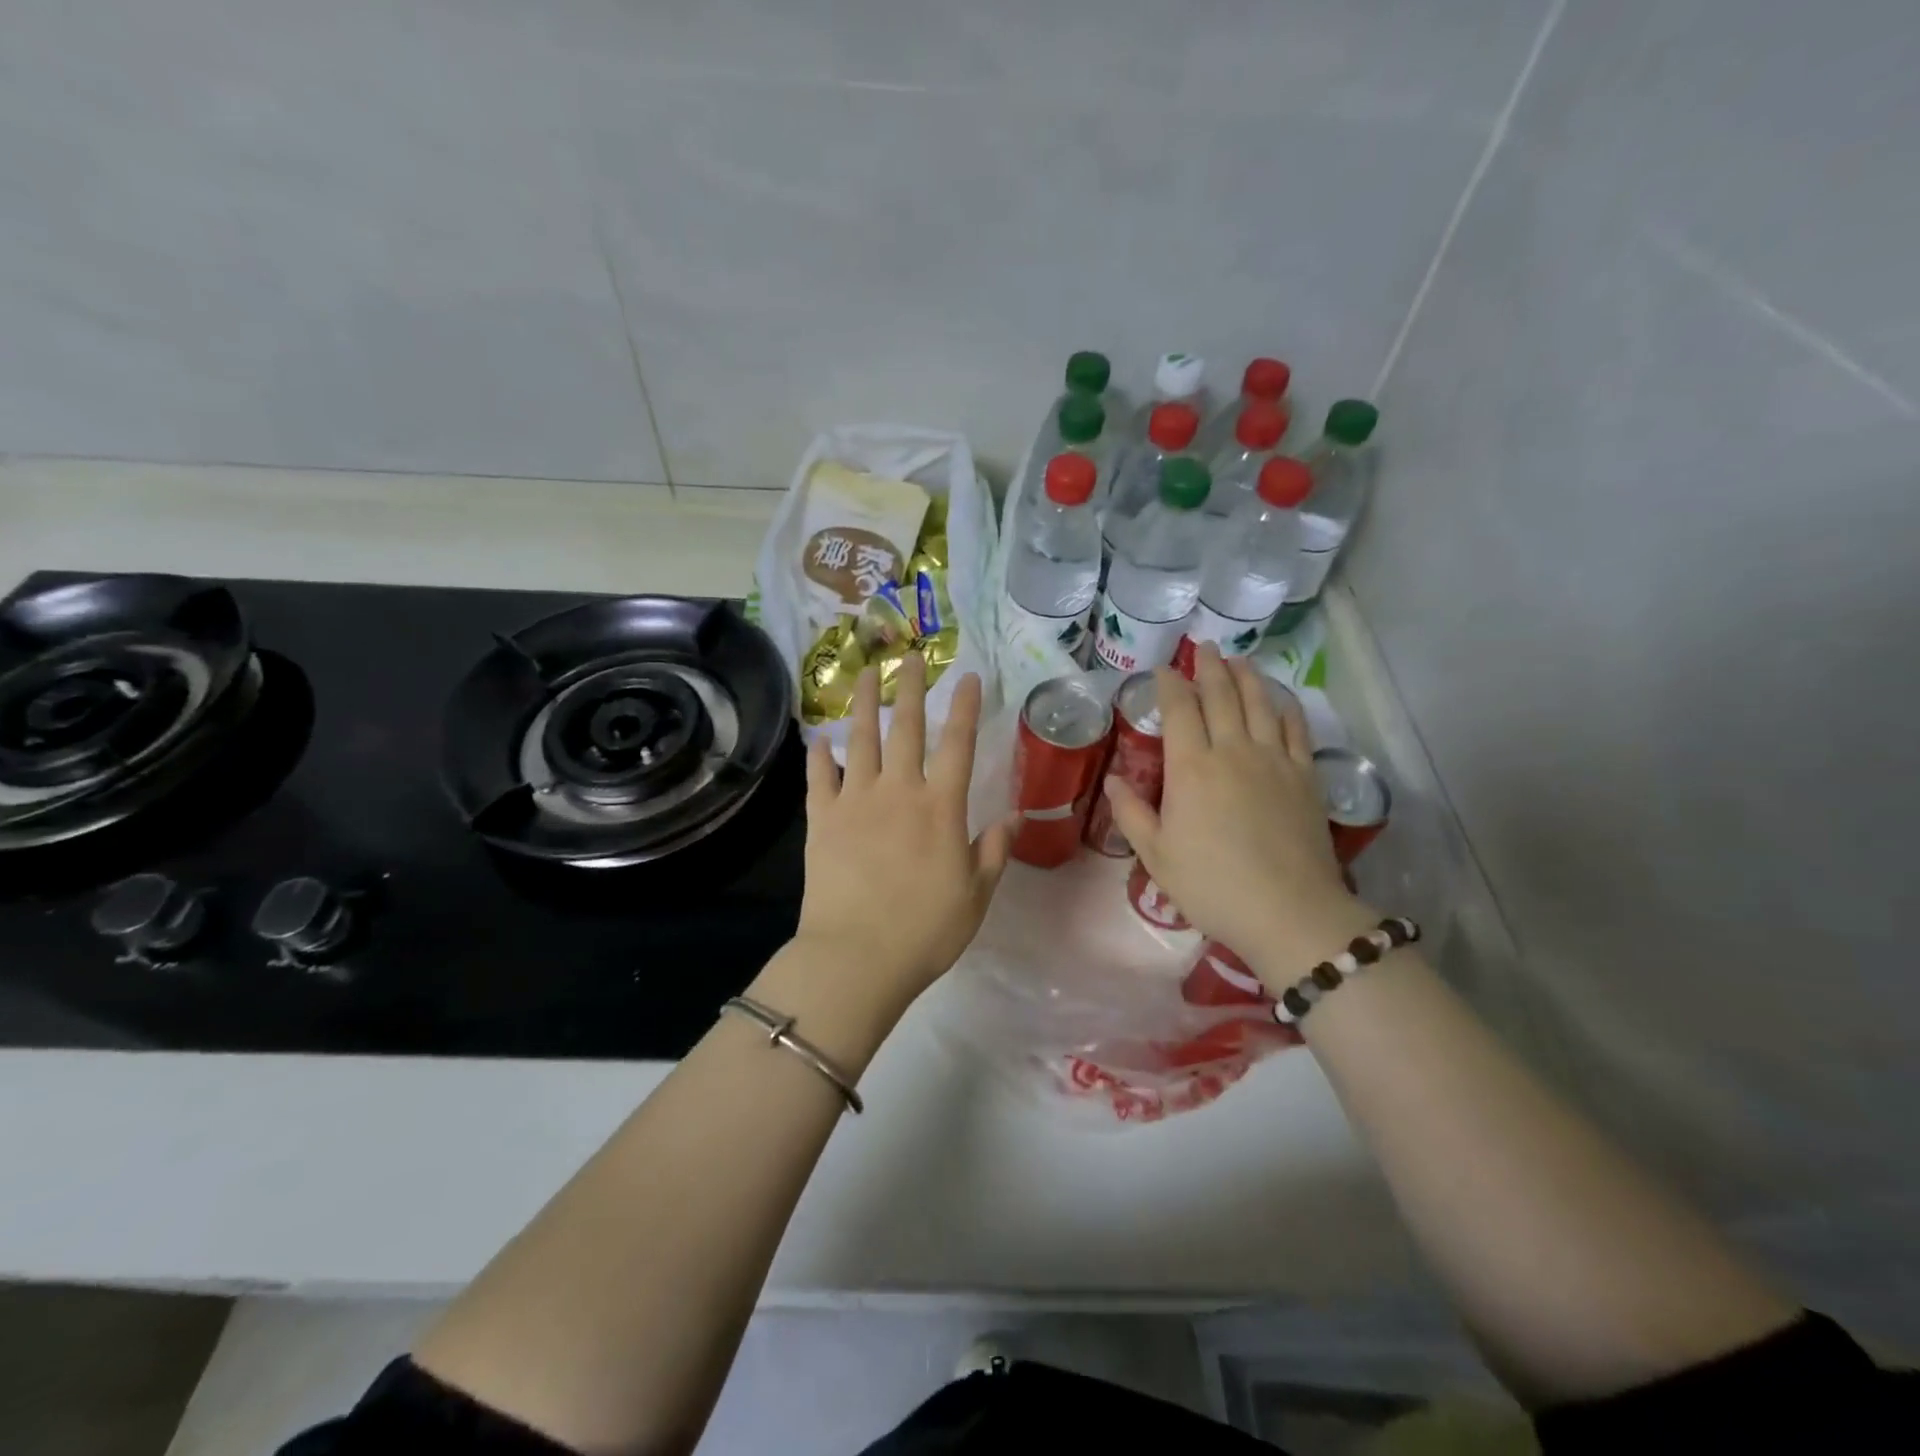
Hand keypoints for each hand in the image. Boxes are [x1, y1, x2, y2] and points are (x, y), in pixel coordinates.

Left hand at [794, 654, 1012, 1010]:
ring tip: (866, 675)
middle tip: (909, 656)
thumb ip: (994, 850)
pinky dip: (818, 757)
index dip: (965, 707)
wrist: (857, 957)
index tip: (969, 677)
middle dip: (910, 689)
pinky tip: (820, 739)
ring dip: (865, 705)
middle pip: (906, 729)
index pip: (958, 745)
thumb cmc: (926, 931)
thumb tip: (1014, 815)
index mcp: (941, 808)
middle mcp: (898, 792)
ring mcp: (855, 801)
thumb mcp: (976, 895)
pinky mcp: (821, 820)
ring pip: (861, 741)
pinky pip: (818, 779)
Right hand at [1103, 645, 1374, 983]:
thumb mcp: (1157, 856)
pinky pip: (1296, 729)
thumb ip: (1132, 814)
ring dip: (1247, 677)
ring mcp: (1274, 760)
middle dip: (1210, 668)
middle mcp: (1232, 751)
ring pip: (1260, 704)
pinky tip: (1280, 699)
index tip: (1164, 670)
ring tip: (1239, 660)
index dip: (1171, 685)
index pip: (1179, 711)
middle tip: (1204, 648)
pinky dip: (1286, 707)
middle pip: (1221, 696)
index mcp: (1191, 768)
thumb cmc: (1212, 886)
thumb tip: (1114, 780)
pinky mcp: (1304, 776)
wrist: (1289, 911)